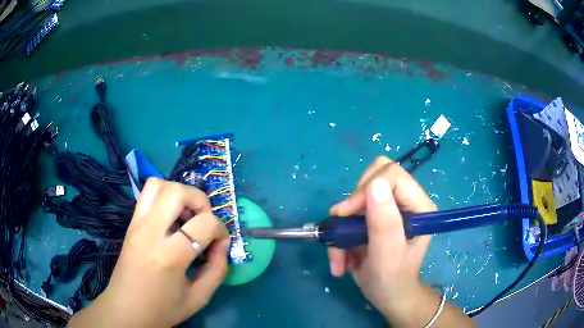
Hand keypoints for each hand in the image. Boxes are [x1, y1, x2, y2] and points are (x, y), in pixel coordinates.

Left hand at [69, 178, 229, 327]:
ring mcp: (136, 224)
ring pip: (158, 184)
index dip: (221, 230)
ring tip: (186, 216)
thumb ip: (217, 269)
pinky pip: (147, 194)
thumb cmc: (163, 309)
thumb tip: (222, 244)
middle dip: (200, 201)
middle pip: (177, 191)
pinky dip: (164, 196)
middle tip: (203, 222)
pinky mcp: (130, 223)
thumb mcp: (199, 297)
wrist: (126, 310)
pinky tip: (171, 219)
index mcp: (169, 256)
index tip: (220, 243)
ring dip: (179, 194)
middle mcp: (149, 232)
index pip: (204, 223)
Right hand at [328, 156, 436, 319]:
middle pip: (375, 176)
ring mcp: (389, 208)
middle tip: (344, 229)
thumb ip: (384, 223)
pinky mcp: (374, 216)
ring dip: (342, 225)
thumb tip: (375, 184)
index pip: (393, 176)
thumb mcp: (388, 256)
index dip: (366, 190)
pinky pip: (349, 212)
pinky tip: (342, 257)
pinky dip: (340, 234)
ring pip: (358, 195)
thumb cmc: (392, 280)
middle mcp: (405, 201)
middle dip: (354, 202)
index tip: (346, 215)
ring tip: (340, 254)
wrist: (387, 296)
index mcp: (419, 206)